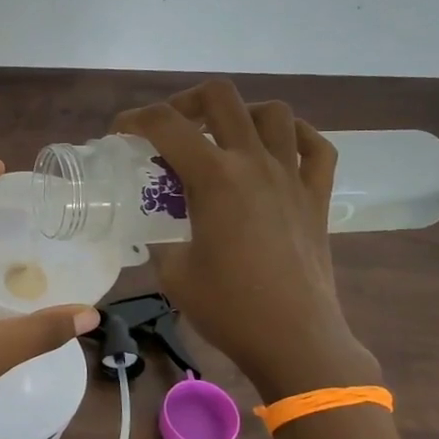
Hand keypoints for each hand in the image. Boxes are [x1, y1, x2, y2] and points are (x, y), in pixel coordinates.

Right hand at [114, 81, 378, 400]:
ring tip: (222, 139)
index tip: (121, 134)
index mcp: (214, 178)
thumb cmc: (228, 308)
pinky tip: (275, 151)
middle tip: (171, 129)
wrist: (295, 340)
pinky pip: (315, 147)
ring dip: (240, 114)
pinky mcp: (317, 197)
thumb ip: (162, 239)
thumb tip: (158, 231)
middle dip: (185, 102)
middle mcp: (254, 163)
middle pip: (220, 97)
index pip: (166, 124)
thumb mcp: (173, 272)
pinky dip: (294, 137)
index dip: (135, 120)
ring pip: (272, 113)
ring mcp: (292, 177)